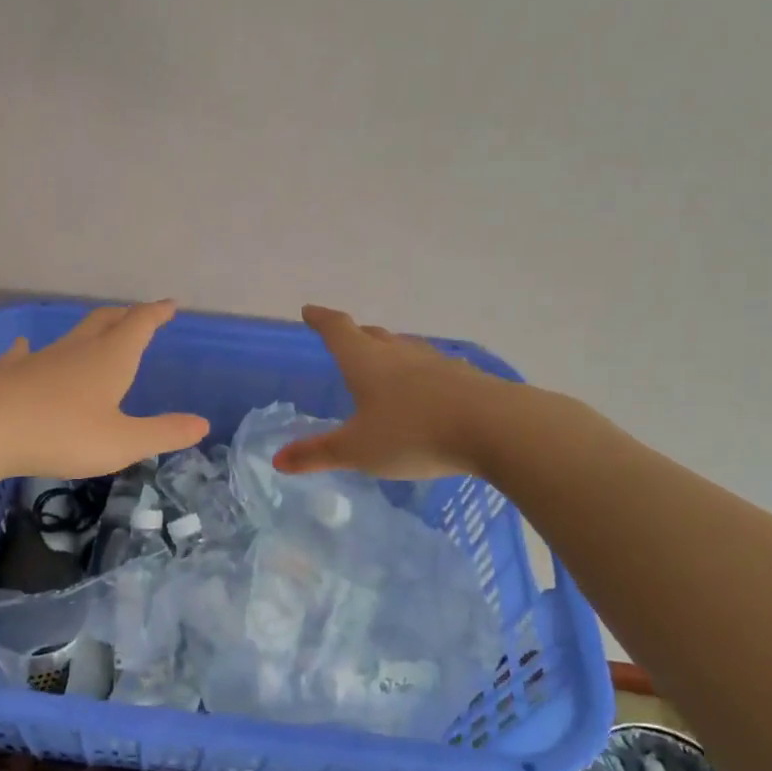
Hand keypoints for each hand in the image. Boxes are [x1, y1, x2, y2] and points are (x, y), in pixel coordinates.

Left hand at [0, 301, 208, 479]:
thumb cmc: (61, 434)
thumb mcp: (122, 442)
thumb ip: (163, 433)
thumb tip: (202, 423)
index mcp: (110, 359)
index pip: (140, 324)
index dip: (157, 313)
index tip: (170, 304)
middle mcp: (77, 349)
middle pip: (106, 321)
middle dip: (127, 315)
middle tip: (139, 314)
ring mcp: (41, 357)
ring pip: (72, 335)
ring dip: (90, 330)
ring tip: (98, 331)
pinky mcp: (11, 372)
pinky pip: (27, 353)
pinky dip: (34, 349)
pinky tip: (26, 347)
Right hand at [274, 305, 507, 479]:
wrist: (494, 428)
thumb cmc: (413, 433)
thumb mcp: (357, 450)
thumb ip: (317, 454)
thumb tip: (277, 460)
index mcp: (366, 362)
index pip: (337, 330)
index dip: (320, 319)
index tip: (309, 311)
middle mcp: (399, 354)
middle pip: (373, 335)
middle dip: (355, 335)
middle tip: (345, 339)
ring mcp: (436, 363)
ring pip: (405, 349)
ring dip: (390, 352)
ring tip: (384, 362)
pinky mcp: (465, 378)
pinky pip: (434, 368)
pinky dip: (422, 374)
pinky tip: (429, 388)